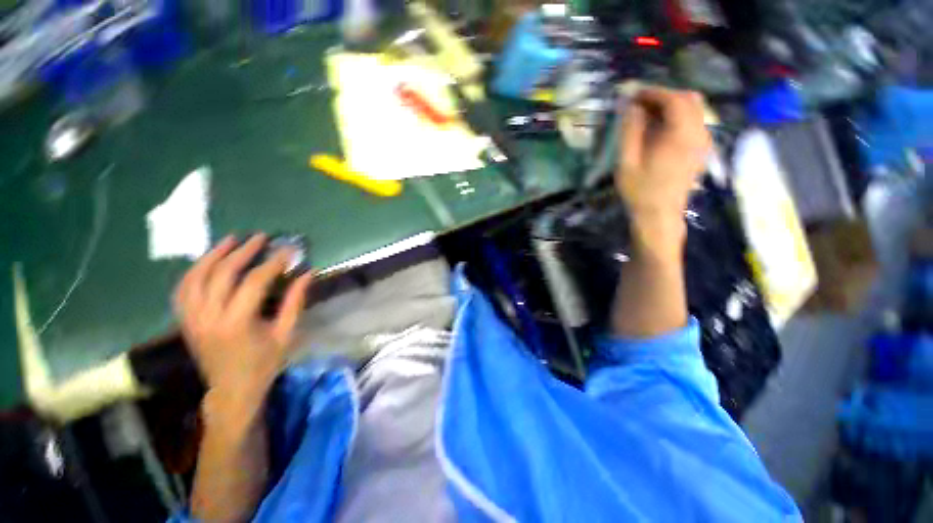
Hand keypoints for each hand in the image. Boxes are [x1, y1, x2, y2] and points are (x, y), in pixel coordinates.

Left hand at [174, 234, 313, 410]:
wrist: (231, 389)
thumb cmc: (264, 363)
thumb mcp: (286, 334)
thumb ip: (295, 302)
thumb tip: (307, 274)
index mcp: (237, 323)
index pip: (254, 282)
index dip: (273, 262)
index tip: (288, 250)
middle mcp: (209, 317)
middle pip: (222, 274)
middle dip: (243, 252)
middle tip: (260, 238)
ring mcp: (191, 318)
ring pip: (196, 277)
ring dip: (213, 255)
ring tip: (230, 239)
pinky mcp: (185, 320)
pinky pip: (183, 289)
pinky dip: (194, 271)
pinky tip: (207, 261)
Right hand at [615, 88, 711, 249]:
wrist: (659, 215)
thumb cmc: (640, 191)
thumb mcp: (627, 162)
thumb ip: (630, 131)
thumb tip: (631, 106)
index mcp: (681, 135)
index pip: (674, 99)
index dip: (653, 92)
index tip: (633, 94)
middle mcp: (699, 133)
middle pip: (689, 99)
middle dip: (664, 96)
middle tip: (640, 106)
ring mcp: (703, 142)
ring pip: (694, 109)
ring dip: (671, 106)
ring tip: (647, 117)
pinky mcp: (701, 150)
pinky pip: (694, 122)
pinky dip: (678, 117)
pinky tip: (660, 130)